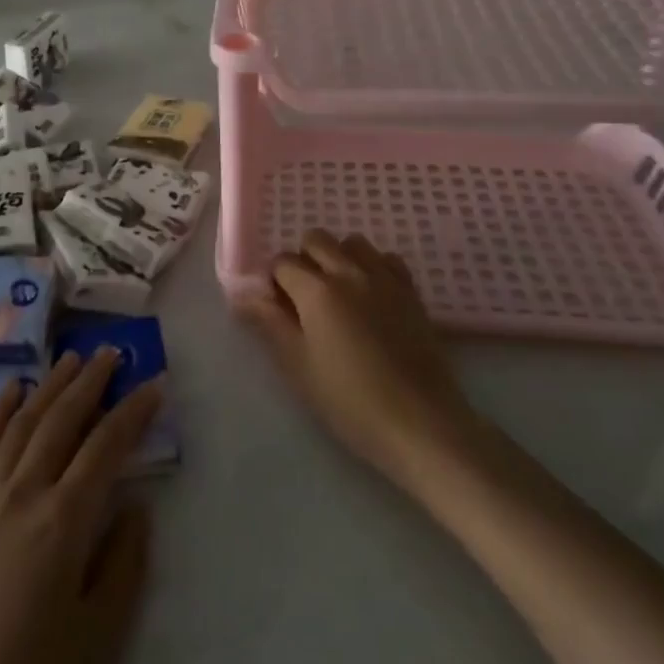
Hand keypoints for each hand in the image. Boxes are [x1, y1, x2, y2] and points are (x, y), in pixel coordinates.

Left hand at [0, 352, 161, 663]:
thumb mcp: (99, 636)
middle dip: (92, 380)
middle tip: (115, 351)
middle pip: (63, 418)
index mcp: (65, 519)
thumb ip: (125, 563)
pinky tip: (11, 389)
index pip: (107, 446)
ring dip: (51, 384)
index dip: (134, 411)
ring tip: (73, 357)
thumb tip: (136, 506)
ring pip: (24, 421)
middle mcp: (25, 491)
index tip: (155, 383)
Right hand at [240, 229, 478, 486]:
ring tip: (338, 295)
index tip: (277, 308)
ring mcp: (385, 278)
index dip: (274, 282)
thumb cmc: (350, 402)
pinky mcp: (411, 291)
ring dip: (338, 257)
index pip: (282, 262)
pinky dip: (372, 267)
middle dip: (303, 260)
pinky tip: (370, 298)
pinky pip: (386, 259)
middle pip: (317, 239)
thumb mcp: (299, 367)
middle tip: (304, 300)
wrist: (420, 424)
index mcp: (317, 290)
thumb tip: (243, 297)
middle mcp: (350, 271)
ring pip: (353, 243)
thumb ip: (270, 324)